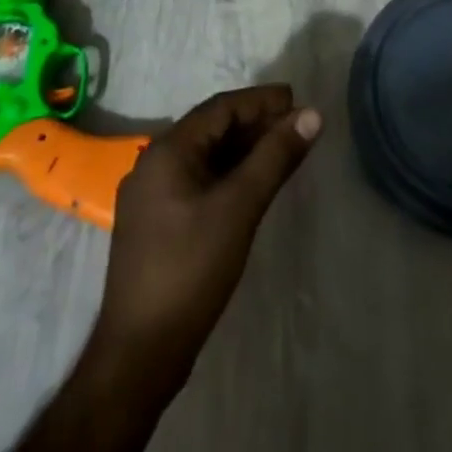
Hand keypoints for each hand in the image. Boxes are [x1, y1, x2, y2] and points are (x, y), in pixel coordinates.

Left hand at [93, 85, 320, 391]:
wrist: (140, 352)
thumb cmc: (191, 269)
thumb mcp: (240, 207)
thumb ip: (275, 157)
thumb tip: (311, 115)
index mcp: (167, 151)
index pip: (220, 108)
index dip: (260, 101)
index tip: (296, 99)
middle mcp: (153, 163)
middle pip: (211, 129)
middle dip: (254, 123)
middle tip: (296, 125)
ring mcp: (151, 195)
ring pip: (204, 156)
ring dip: (242, 149)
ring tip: (282, 150)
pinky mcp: (156, 223)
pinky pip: (197, 180)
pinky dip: (228, 174)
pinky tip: (251, 185)